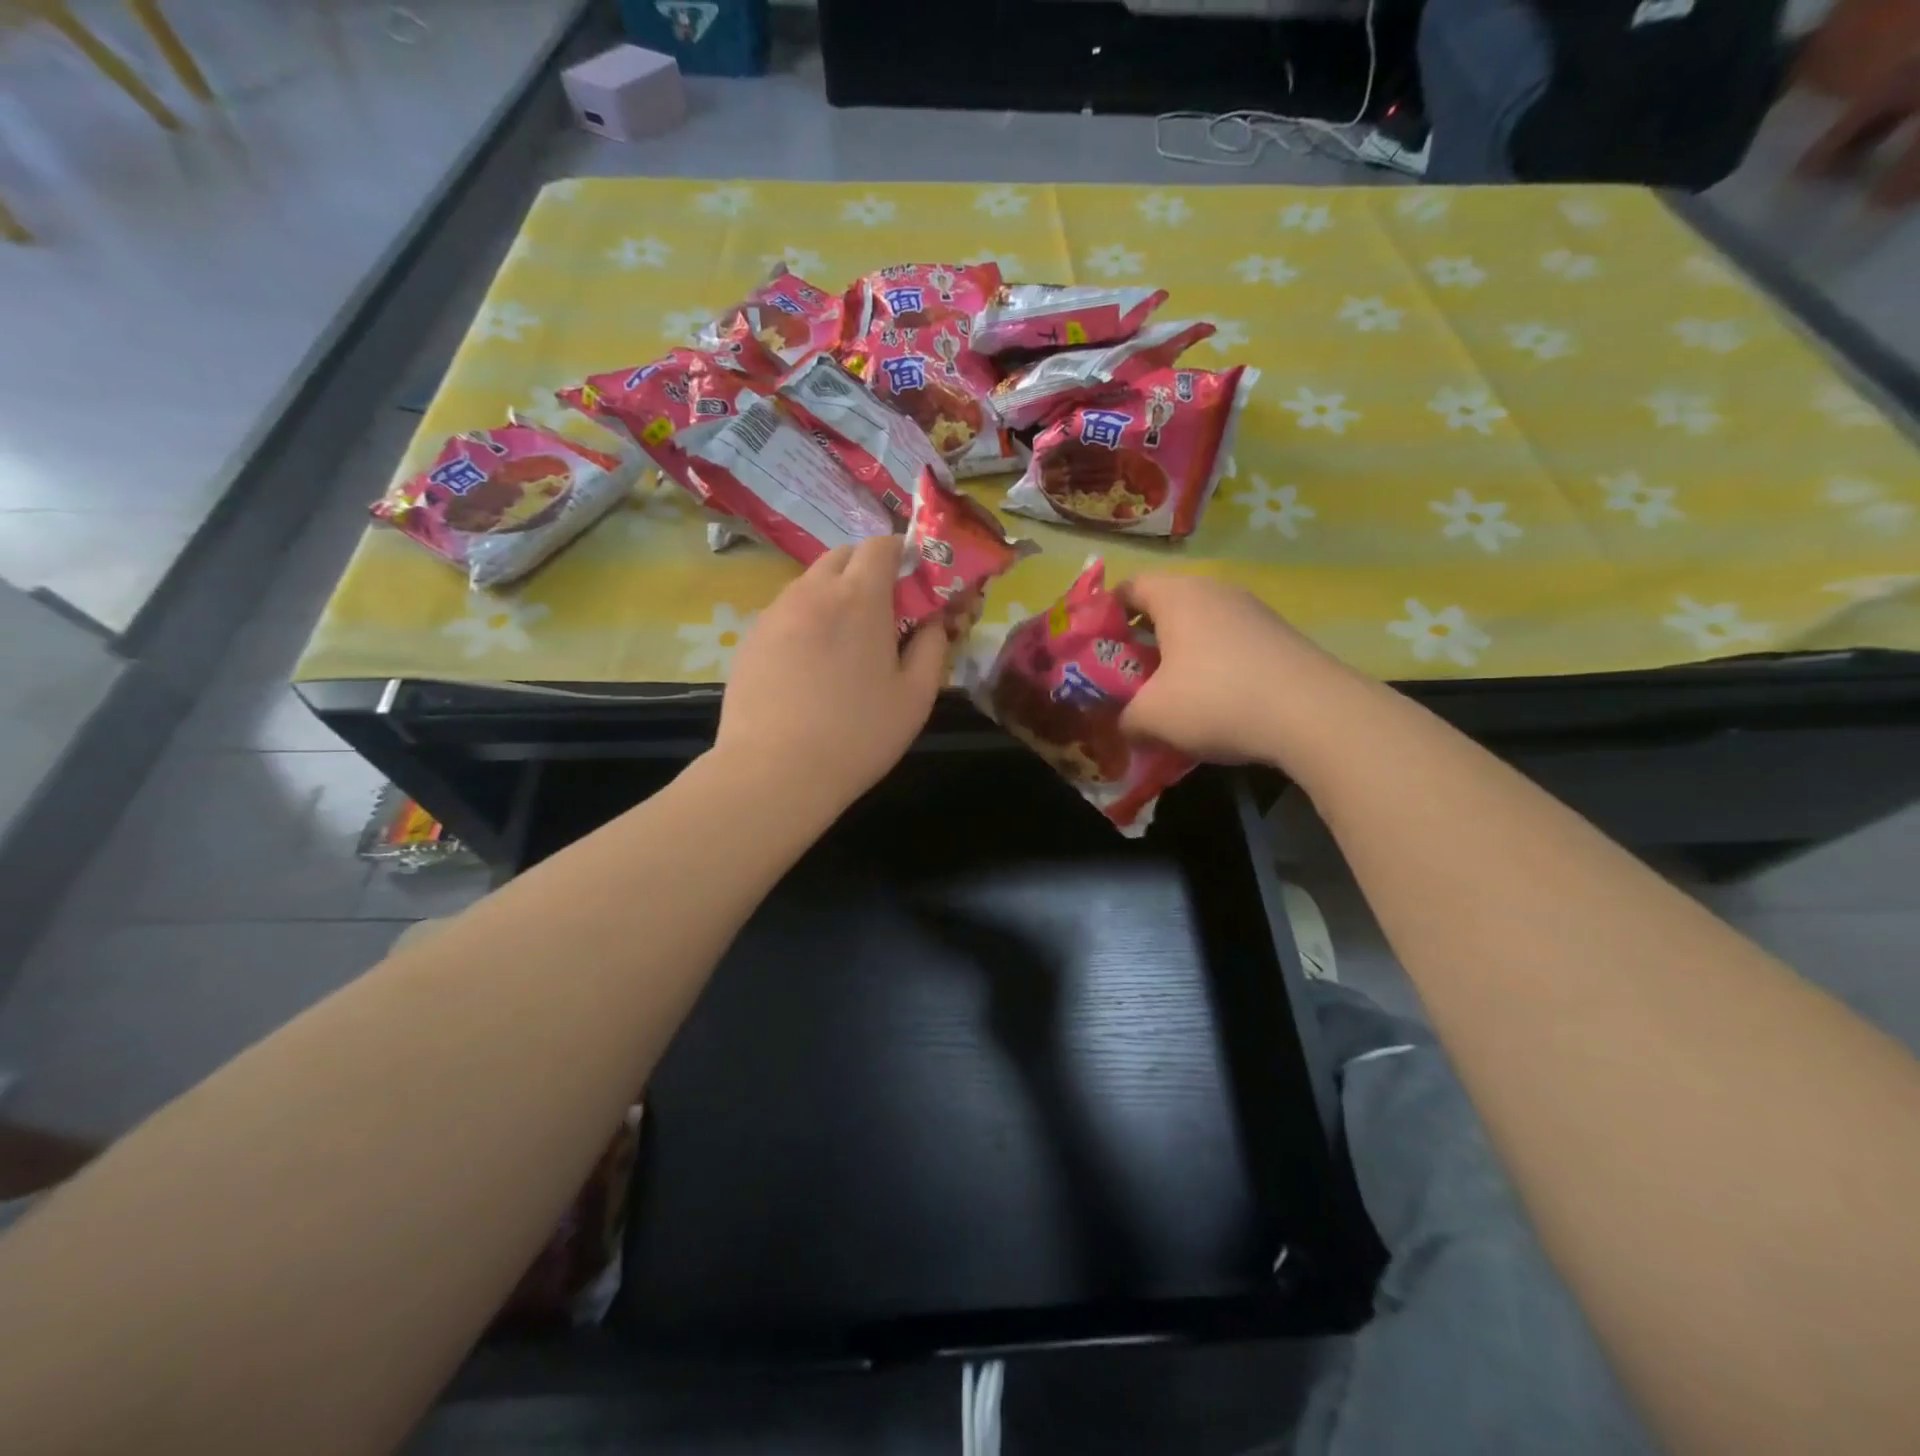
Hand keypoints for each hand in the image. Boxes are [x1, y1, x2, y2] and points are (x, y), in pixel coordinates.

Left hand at [715, 535, 946, 810]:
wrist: (775, 772)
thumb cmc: (857, 735)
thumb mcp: (916, 697)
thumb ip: (932, 647)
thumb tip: (933, 622)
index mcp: (860, 598)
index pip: (881, 545)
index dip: (901, 555)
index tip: (913, 585)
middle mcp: (813, 591)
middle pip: (843, 555)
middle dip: (867, 570)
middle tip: (882, 615)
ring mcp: (775, 612)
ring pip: (811, 582)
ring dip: (834, 595)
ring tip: (844, 644)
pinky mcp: (750, 637)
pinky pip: (786, 611)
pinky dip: (806, 620)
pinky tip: (809, 665)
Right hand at [1118, 574, 1331, 764]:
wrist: (1315, 714)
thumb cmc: (1216, 700)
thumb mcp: (1151, 717)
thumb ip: (1124, 717)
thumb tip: (1124, 723)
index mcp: (1177, 595)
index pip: (1128, 587)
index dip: (1104, 616)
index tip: (1095, 650)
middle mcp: (1215, 590)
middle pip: (1164, 606)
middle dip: (1141, 641)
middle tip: (1127, 677)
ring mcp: (1253, 611)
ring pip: (1199, 626)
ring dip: (1178, 655)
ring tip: (1169, 693)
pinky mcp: (1278, 635)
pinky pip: (1229, 643)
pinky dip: (1211, 665)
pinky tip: (1214, 702)